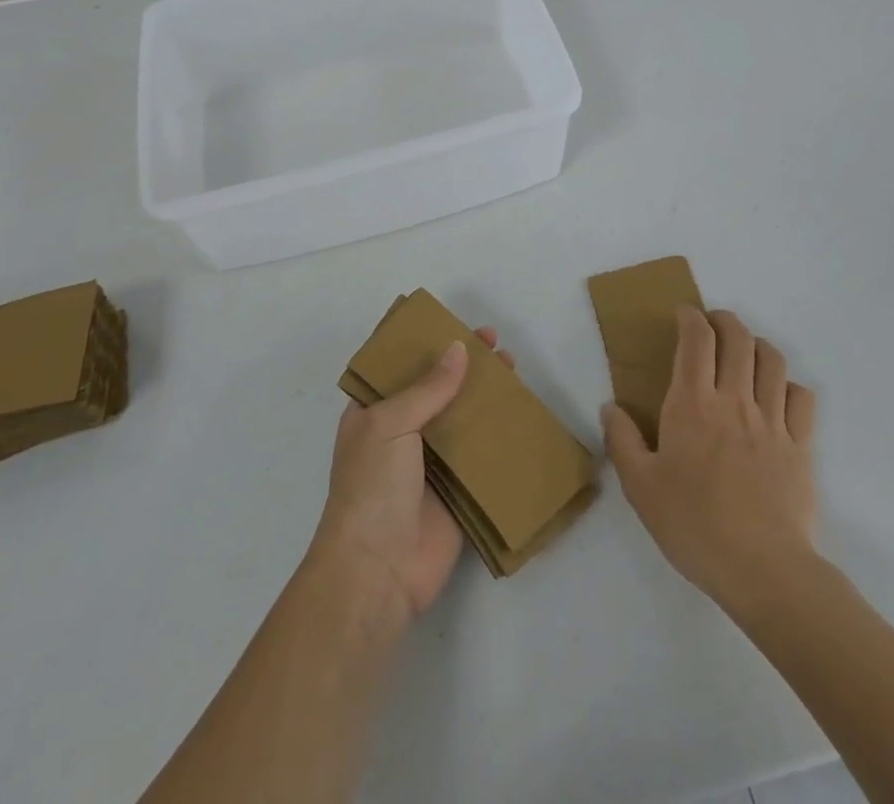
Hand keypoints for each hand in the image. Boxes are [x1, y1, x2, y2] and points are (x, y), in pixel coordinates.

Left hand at [311, 327, 513, 620]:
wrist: (378, 571)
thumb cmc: (372, 486)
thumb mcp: (390, 424)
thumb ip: (428, 387)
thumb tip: (460, 349)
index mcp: (372, 413)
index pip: (397, 367)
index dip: (423, 343)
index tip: (452, 323)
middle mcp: (401, 433)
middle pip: (435, 388)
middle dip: (462, 364)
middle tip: (492, 341)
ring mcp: (430, 463)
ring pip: (461, 418)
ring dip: (484, 394)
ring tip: (511, 367)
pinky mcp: (458, 490)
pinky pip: (481, 455)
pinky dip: (499, 435)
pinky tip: (521, 413)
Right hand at [602, 306, 817, 610]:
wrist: (762, 569)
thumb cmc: (693, 524)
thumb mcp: (640, 487)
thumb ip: (622, 441)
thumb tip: (610, 407)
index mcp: (692, 403)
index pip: (696, 339)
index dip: (690, 317)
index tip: (683, 314)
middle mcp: (734, 399)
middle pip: (738, 338)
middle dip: (725, 320)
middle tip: (712, 325)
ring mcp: (772, 420)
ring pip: (772, 359)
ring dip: (757, 345)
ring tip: (745, 352)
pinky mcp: (800, 445)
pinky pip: (801, 397)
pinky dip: (788, 385)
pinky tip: (778, 395)